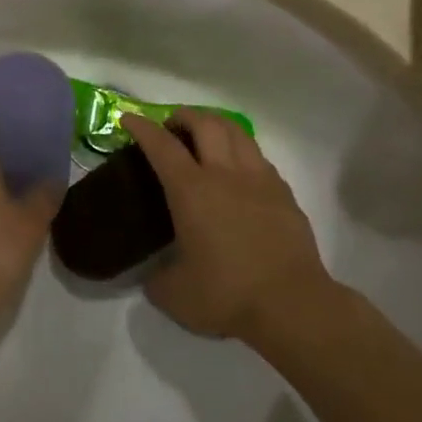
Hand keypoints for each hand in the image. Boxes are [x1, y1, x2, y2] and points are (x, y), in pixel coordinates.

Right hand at [123, 110, 330, 340]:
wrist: (292, 305)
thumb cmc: (226, 295)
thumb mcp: (174, 294)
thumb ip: (157, 279)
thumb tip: (154, 276)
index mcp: (191, 191)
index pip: (162, 146)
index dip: (142, 128)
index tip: (129, 119)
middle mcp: (225, 174)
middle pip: (205, 124)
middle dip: (184, 116)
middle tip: (172, 126)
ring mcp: (259, 180)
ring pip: (237, 132)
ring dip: (216, 125)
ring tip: (206, 135)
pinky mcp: (284, 194)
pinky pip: (259, 158)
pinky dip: (242, 152)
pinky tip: (239, 170)